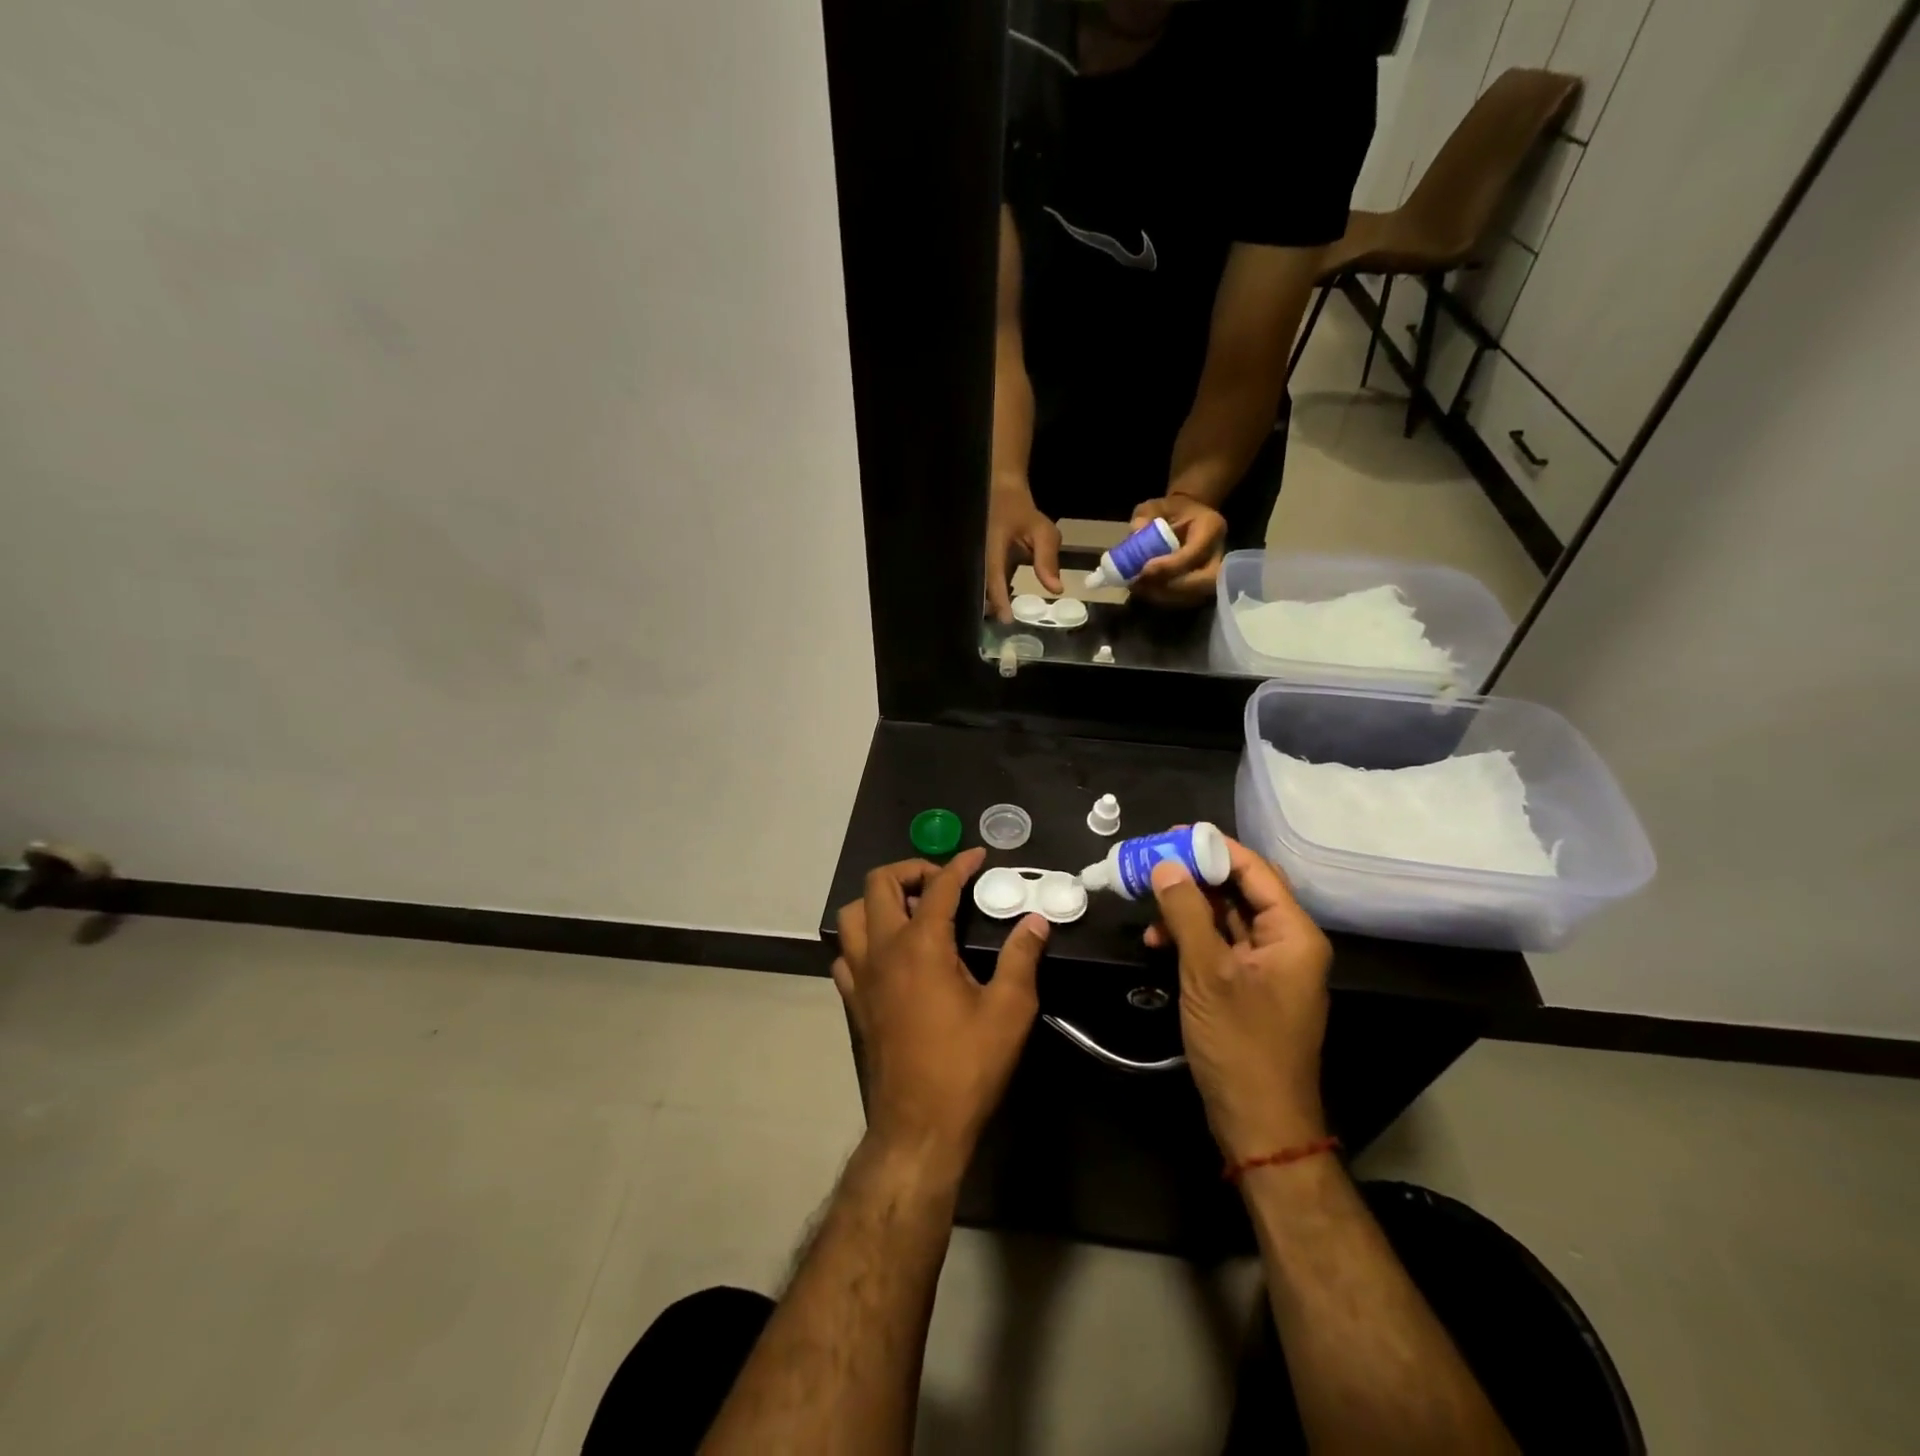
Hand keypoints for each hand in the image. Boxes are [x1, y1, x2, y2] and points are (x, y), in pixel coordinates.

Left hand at [834, 848, 1047, 1165]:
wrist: (918, 1127)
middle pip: (879, 883)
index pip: (938, 886)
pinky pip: (846, 953)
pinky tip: (889, 955)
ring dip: (879, 900)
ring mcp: (861, 976)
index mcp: (922, 945)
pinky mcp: (853, 1001)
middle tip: (941, 882)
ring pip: (852, 914)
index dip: (959, 865)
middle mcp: (883, 950)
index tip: (978, 856)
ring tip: (912, 913)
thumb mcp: (1009, 1010)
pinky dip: (864, 940)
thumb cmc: (967, 1067)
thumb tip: (1035, 921)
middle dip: (910, 870)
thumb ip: (1022, 958)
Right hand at [985, 479, 1062, 622]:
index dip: (999, 599)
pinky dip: (992, 592)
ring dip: (990, 601)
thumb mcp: (1042, 531)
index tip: (1007, 620)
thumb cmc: (1022, 511)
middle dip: (991, 607)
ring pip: (979, 585)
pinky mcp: (976, 560)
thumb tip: (1056, 590)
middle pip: (981, 587)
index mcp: (992, 545)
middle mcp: (978, 553)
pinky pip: (981, 580)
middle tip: (1005, 627)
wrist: (999, 491)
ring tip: (1003, 618)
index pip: (994, 577)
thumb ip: (1047, 560)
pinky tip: (1002, 603)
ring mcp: (975, 557)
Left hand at [1126, 495, 1226, 607]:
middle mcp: (1219, 553)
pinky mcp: (1204, 587)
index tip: (1144, 569)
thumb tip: (1136, 531)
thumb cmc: (1170, 512)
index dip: (1171, 565)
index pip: (1196, 552)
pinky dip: (1165, 599)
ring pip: (1197, 595)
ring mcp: (1215, 573)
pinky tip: (1145, 592)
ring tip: (1139, 588)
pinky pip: (1188, 600)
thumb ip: (1145, 515)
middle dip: (1172, 587)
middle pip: (1205, 581)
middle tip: (1143, 584)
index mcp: (1211, 527)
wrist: (1185, 520)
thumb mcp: (1155, 506)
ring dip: (1165, 596)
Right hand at [1145, 836, 1332, 1161]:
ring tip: (1147, 903)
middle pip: (1240, 890)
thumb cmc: (1241, 1044)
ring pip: (1225, 917)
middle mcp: (1286, 943)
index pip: (1256, 871)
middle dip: (1195, 876)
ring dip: (1187, 907)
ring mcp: (1267, 966)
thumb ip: (1187, 914)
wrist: (1259, 1122)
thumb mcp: (1208, 973)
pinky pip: (1219, 944)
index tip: (1172, 834)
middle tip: (1152, 861)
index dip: (1215, 847)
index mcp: (1293, 934)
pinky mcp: (1247, 985)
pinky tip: (1158, 940)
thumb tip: (1165, 864)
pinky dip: (1190, 936)